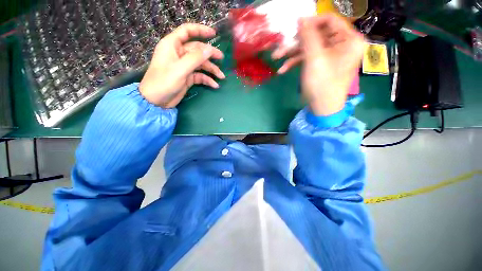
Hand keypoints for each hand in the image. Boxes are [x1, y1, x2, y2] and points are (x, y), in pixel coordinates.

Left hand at [139, 24, 225, 107]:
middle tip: (221, 58)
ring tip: (221, 76)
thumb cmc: (164, 81)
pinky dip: (207, 80)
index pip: (187, 31)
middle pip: (197, 50)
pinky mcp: (187, 77)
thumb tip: (210, 49)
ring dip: (211, 70)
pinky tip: (214, 85)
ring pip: (200, 64)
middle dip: (210, 54)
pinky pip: (200, 76)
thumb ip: (195, 58)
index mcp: (172, 45)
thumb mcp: (180, 69)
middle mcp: (179, 54)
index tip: (214, 34)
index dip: (200, 30)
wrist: (157, 101)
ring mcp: (184, 66)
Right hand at [274, 15, 364, 115]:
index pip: (330, 20)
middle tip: (281, 46)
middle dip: (297, 42)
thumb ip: (308, 36)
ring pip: (310, 47)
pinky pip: (309, 58)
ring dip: (292, 53)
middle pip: (316, 35)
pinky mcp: (322, 64)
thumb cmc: (322, 84)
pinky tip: (283, 69)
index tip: (294, 28)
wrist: (322, 108)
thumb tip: (301, 19)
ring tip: (277, 58)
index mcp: (349, 39)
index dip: (311, 22)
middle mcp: (342, 44)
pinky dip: (296, 62)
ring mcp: (331, 55)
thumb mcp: (314, 59)